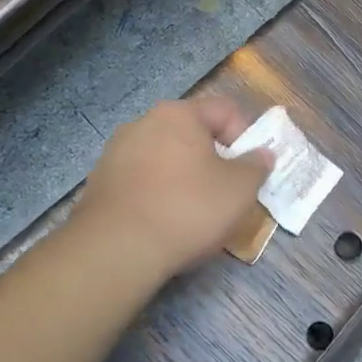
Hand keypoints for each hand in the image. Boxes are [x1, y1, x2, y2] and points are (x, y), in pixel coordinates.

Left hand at [75, 96, 272, 280]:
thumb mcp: (239, 189)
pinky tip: (164, 222)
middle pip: (193, 133)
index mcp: (179, 114)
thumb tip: (262, 154)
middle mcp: (143, 123)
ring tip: (194, 212)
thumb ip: (256, 166)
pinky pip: (141, 180)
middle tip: (225, 192)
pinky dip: (158, 194)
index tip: (248, 170)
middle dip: (213, 159)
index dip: (246, 137)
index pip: (225, 110)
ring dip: (184, 177)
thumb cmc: (187, 209)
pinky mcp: (99, 183)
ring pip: (165, 158)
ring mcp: (115, 152)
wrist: (116, 251)